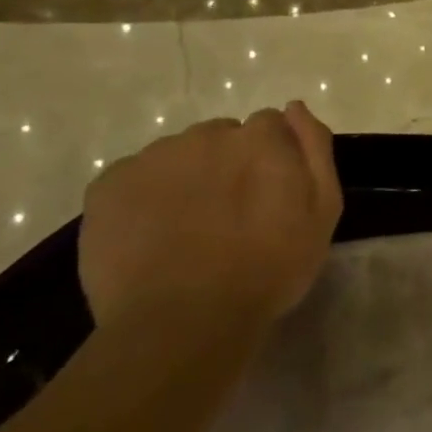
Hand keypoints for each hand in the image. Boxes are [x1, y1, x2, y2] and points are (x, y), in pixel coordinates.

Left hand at [79, 104, 342, 341]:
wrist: (183, 324)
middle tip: (226, 217)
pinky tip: (149, 237)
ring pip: (176, 156)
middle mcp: (207, 134)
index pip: (268, 126)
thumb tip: (294, 107)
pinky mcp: (109, 185)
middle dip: (226, 165)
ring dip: (185, 179)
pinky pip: (131, 178)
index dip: (269, 160)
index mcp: (260, 137)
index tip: (266, 196)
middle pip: (220, 137)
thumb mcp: (322, 212)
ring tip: (185, 232)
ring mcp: (154, 157)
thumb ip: (315, 149)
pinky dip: (141, 199)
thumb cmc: (267, 270)